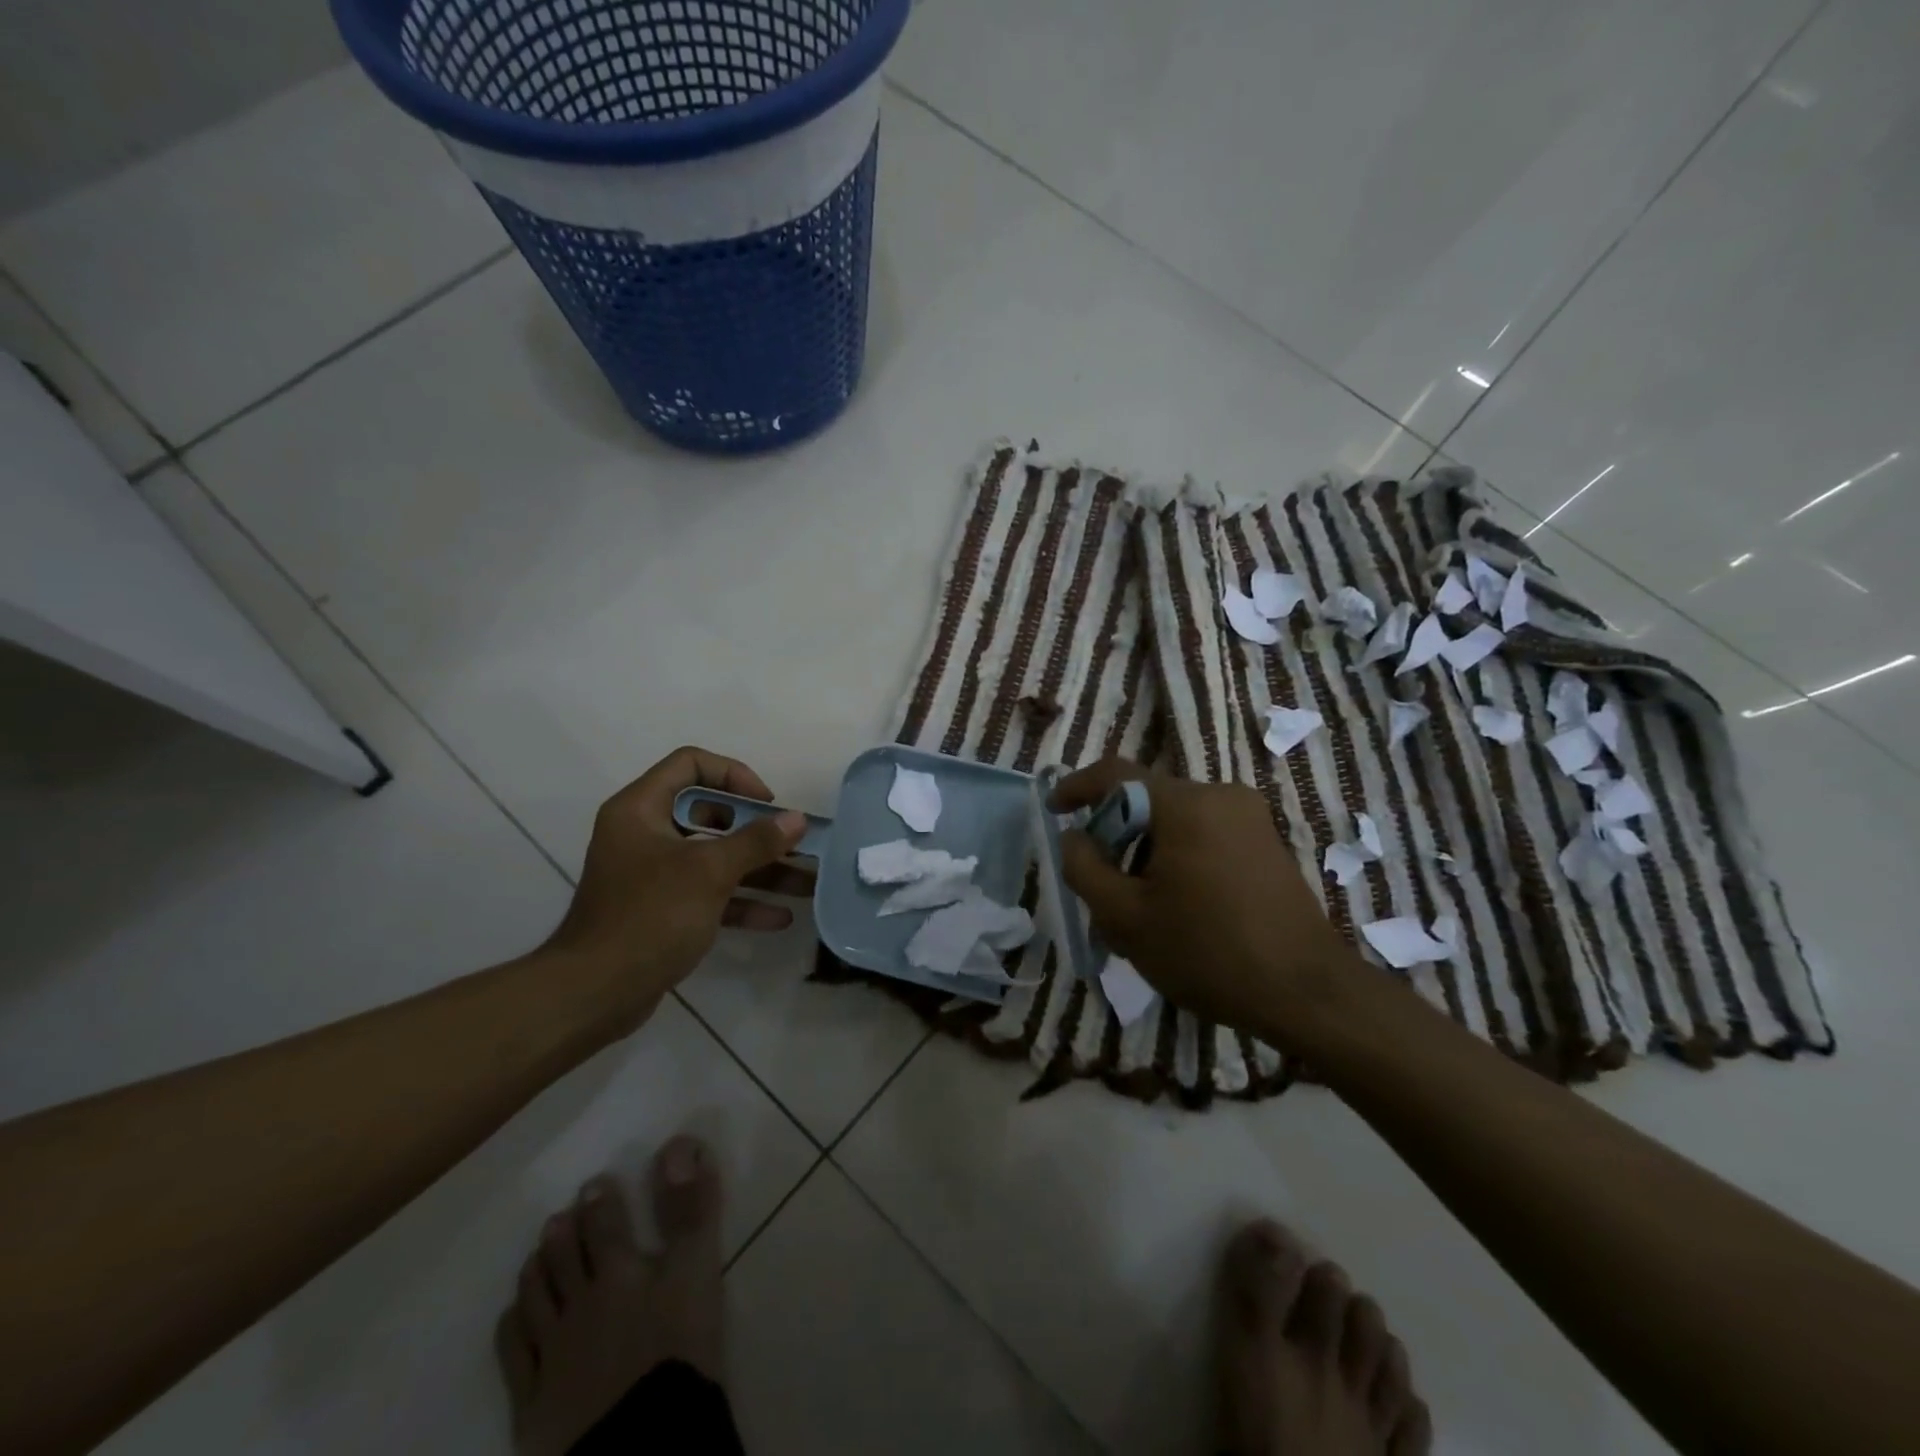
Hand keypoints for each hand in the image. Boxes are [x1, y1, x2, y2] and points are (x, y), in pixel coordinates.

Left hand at [543, 747, 813, 1031]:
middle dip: (758, 831)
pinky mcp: (662, 911)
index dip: (734, 775)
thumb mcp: (709, 872)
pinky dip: (741, 902)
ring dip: (760, 869)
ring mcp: (653, 875)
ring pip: (715, 858)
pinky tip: (779, 917)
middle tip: (794, 843)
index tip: (766, 804)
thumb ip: (757, 842)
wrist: (595, 993)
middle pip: (710, 814)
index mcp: (641, 809)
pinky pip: (709, 894)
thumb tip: (798, 819)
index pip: (691, 764)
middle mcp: (645, 834)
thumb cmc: (650, 916)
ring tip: (806, 882)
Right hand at [1052, 759, 1367, 1051]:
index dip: (1077, 786)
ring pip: (1176, 821)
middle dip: (1115, 836)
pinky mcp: (1267, 842)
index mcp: (1185, 805)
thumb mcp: (1126, 919)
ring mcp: (1250, 818)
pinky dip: (1178, 857)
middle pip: (1147, 800)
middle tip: (1099, 884)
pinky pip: (1205, 835)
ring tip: (1139, 908)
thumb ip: (1085, 869)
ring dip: (1146, 852)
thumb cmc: (1208, 953)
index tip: (1054, 809)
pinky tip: (1178, 907)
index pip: (1116, 773)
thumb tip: (1074, 837)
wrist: (1307, 993)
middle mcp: (1220, 796)